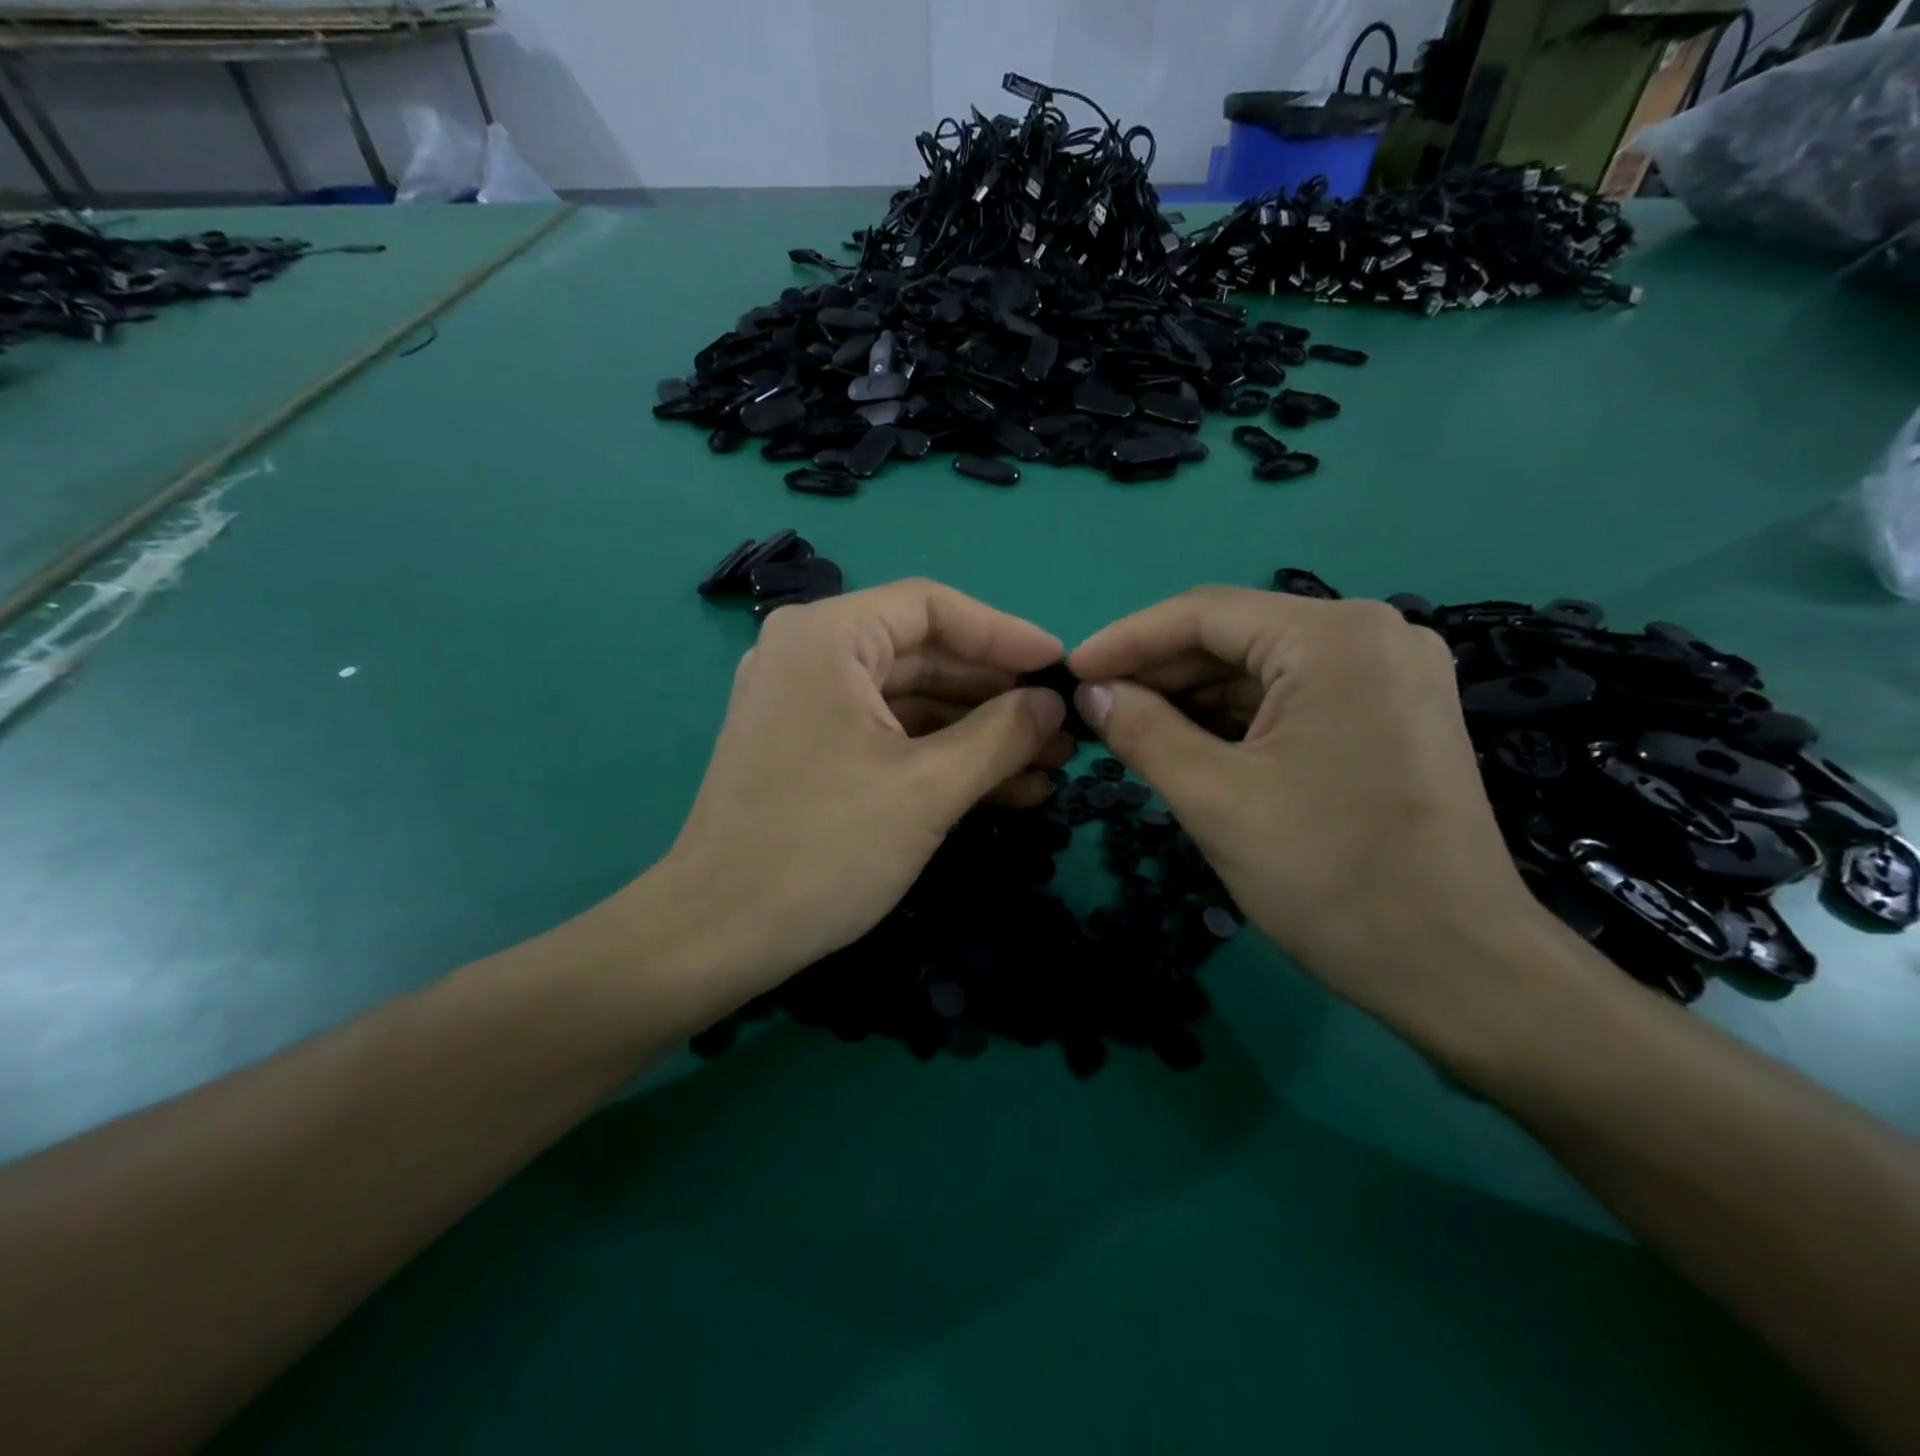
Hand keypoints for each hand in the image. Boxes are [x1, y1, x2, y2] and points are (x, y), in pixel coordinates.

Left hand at [645, 579, 1071, 1016]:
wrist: (718, 936)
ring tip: (1049, 766)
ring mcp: (807, 706)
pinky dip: (942, 758)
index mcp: (828, 638)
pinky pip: (888, 737)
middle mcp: (811, 656)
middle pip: (925, 655)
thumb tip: (1052, 705)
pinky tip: (1006, 790)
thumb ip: (1001, 735)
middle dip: (998, 696)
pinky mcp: (810, 751)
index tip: (1060, 668)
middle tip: (1063, 729)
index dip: (1005, 635)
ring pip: (911, 703)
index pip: (933, 608)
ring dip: (979, 734)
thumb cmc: (824, 848)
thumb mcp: (928, 788)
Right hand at [1067, 588, 1542, 1025]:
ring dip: (1194, 699)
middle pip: (1236, 637)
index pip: (1204, 614)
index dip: (1126, 641)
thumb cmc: (1330, 877)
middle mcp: (1372, 635)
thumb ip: (1141, 730)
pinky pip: (1294, 699)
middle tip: (1094, 709)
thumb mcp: (1215, 799)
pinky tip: (1189, 746)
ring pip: (1263, 670)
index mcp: (1334, 637)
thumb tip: (1090, 692)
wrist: (1459, 968)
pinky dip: (1236, 720)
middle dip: (1159, 673)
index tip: (1070, 672)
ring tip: (1129, 730)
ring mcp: (1390, 676)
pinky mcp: (1394, 716)